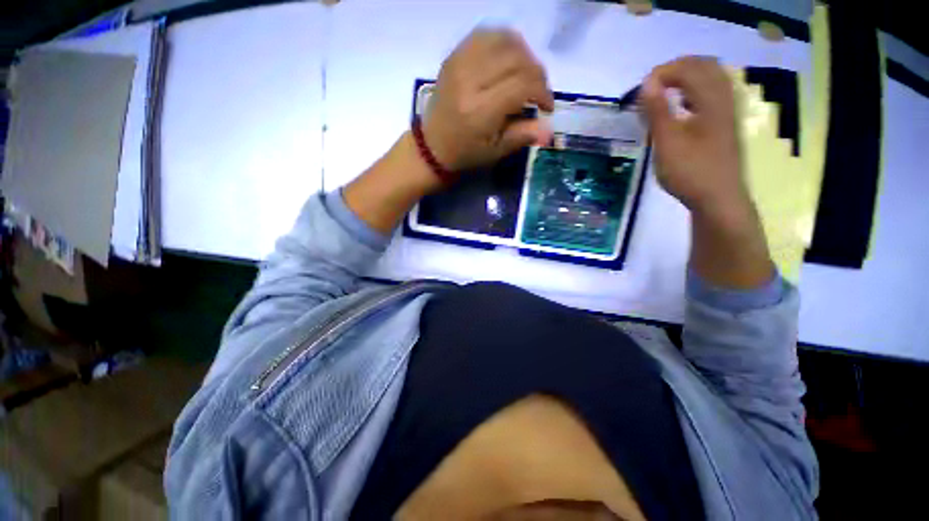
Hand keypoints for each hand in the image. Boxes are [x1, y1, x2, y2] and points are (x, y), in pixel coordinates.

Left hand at [423, 28, 554, 171]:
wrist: (432, 145)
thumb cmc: (465, 154)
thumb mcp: (495, 152)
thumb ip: (522, 136)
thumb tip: (549, 130)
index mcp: (480, 111)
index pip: (522, 84)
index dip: (543, 91)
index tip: (546, 107)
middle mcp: (470, 81)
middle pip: (517, 58)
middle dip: (537, 73)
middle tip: (538, 92)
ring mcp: (459, 63)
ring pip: (504, 40)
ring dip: (524, 55)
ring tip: (525, 76)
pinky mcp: (454, 56)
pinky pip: (485, 35)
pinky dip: (504, 43)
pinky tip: (508, 61)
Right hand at [640, 56, 749, 225]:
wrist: (718, 198)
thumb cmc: (690, 171)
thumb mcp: (667, 142)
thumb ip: (657, 110)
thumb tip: (647, 83)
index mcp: (711, 100)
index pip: (688, 68)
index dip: (662, 72)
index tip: (640, 90)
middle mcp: (724, 98)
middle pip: (704, 66)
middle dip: (675, 70)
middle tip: (651, 86)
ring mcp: (728, 111)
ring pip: (711, 79)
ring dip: (686, 79)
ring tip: (663, 93)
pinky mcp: (725, 124)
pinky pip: (713, 94)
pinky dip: (694, 92)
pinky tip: (681, 107)